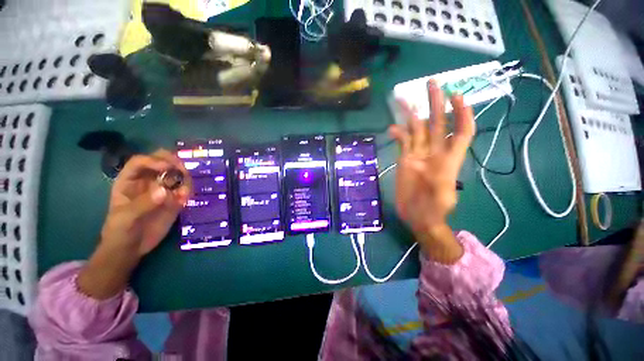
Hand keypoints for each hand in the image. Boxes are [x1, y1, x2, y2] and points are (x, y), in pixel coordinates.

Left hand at [78, 149, 190, 298]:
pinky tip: (185, 200)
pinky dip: (188, 192)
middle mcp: (147, 181)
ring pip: (177, 174)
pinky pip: (184, 190)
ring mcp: (162, 190)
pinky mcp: (173, 200)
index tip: (168, 168)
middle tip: (183, 171)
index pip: (141, 161)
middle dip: (174, 163)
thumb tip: (164, 191)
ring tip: (184, 193)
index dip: (154, 160)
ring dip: (185, 179)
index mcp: (129, 180)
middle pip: (162, 162)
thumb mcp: (125, 218)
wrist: (130, 248)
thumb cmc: (119, 231)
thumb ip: (142, 204)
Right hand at [389, 81, 473, 260]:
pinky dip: (398, 134)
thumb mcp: (441, 197)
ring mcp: (418, 155)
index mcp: (449, 159)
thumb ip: (438, 180)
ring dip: (412, 114)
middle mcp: (434, 152)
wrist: (418, 216)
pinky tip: (392, 128)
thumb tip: (431, 164)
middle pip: (437, 124)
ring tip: (405, 99)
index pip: (461, 131)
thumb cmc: (433, 210)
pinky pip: (403, 142)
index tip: (457, 96)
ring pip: (416, 130)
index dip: (462, 114)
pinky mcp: (405, 159)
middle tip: (432, 83)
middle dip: (436, 103)